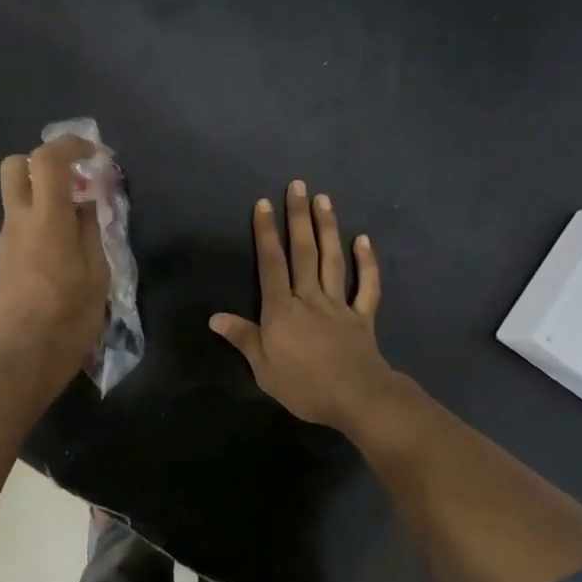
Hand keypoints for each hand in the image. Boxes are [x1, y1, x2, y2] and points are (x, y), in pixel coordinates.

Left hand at [0, 136, 110, 392]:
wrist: (25, 361)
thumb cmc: (70, 319)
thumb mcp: (97, 275)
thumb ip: (91, 231)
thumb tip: (84, 205)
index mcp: (47, 222)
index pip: (48, 160)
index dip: (71, 146)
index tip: (95, 156)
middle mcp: (18, 222)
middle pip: (15, 165)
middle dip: (45, 162)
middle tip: (75, 182)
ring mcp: (5, 241)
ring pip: (16, 195)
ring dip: (44, 194)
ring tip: (78, 223)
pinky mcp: (3, 259)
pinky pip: (19, 223)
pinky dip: (40, 219)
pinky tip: (63, 251)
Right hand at [210, 179, 399, 431]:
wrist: (355, 396)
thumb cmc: (303, 385)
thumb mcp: (262, 367)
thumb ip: (242, 338)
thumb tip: (215, 317)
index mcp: (281, 309)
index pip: (271, 264)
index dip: (265, 233)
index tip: (264, 203)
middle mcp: (309, 297)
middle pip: (303, 252)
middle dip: (298, 217)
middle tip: (298, 185)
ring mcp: (339, 304)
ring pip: (332, 260)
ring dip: (328, 228)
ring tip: (324, 199)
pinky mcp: (362, 316)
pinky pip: (367, 286)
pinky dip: (367, 262)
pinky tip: (364, 240)